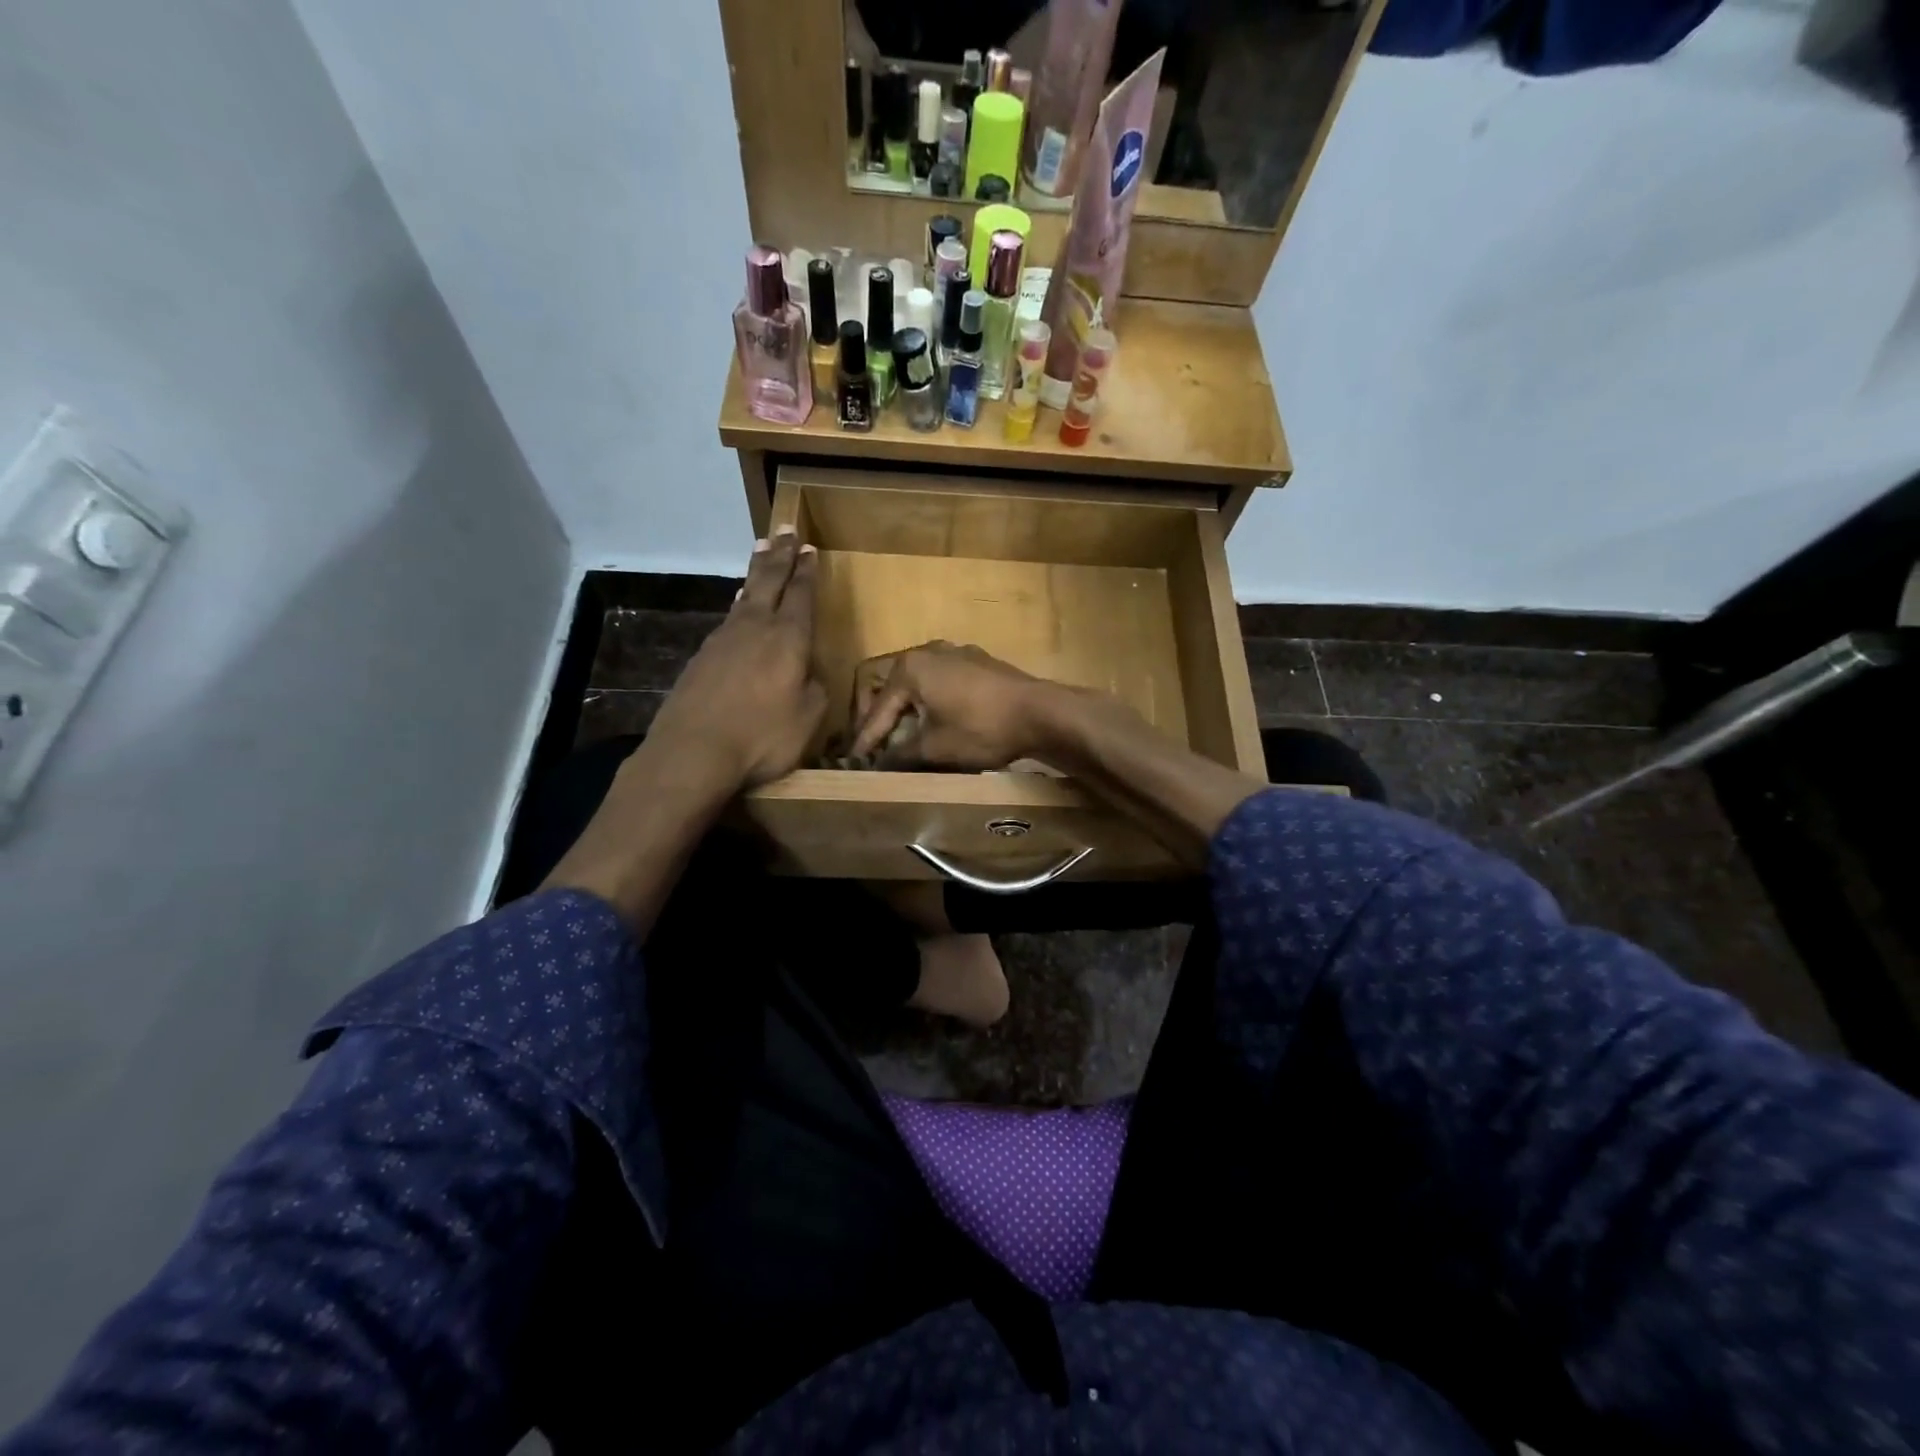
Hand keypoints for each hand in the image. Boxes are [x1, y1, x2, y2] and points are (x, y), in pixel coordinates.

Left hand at [645, 528, 827, 795]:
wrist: (693, 751)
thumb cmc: (761, 737)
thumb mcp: (809, 719)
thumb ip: (815, 690)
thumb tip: (808, 674)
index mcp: (788, 639)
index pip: (801, 595)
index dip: (807, 571)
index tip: (809, 548)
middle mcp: (755, 628)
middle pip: (770, 581)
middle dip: (781, 555)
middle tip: (785, 530)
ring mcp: (724, 639)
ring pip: (746, 595)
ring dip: (756, 572)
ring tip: (761, 551)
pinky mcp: (702, 656)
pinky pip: (729, 616)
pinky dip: (739, 601)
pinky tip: (739, 603)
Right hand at [848, 642, 1058, 770]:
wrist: (1041, 712)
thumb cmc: (981, 728)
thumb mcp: (935, 748)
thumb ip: (900, 754)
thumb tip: (879, 763)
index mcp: (910, 668)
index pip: (877, 709)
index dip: (865, 739)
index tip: (854, 762)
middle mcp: (927, 651)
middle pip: (891, 687)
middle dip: (880, 718)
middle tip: (873, 745)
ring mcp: (955, 652)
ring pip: (917, 683)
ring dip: (906, 710)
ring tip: (901, 737)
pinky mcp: (977, 662)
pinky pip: (941, 681)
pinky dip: (930, 702)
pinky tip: (934, 722)